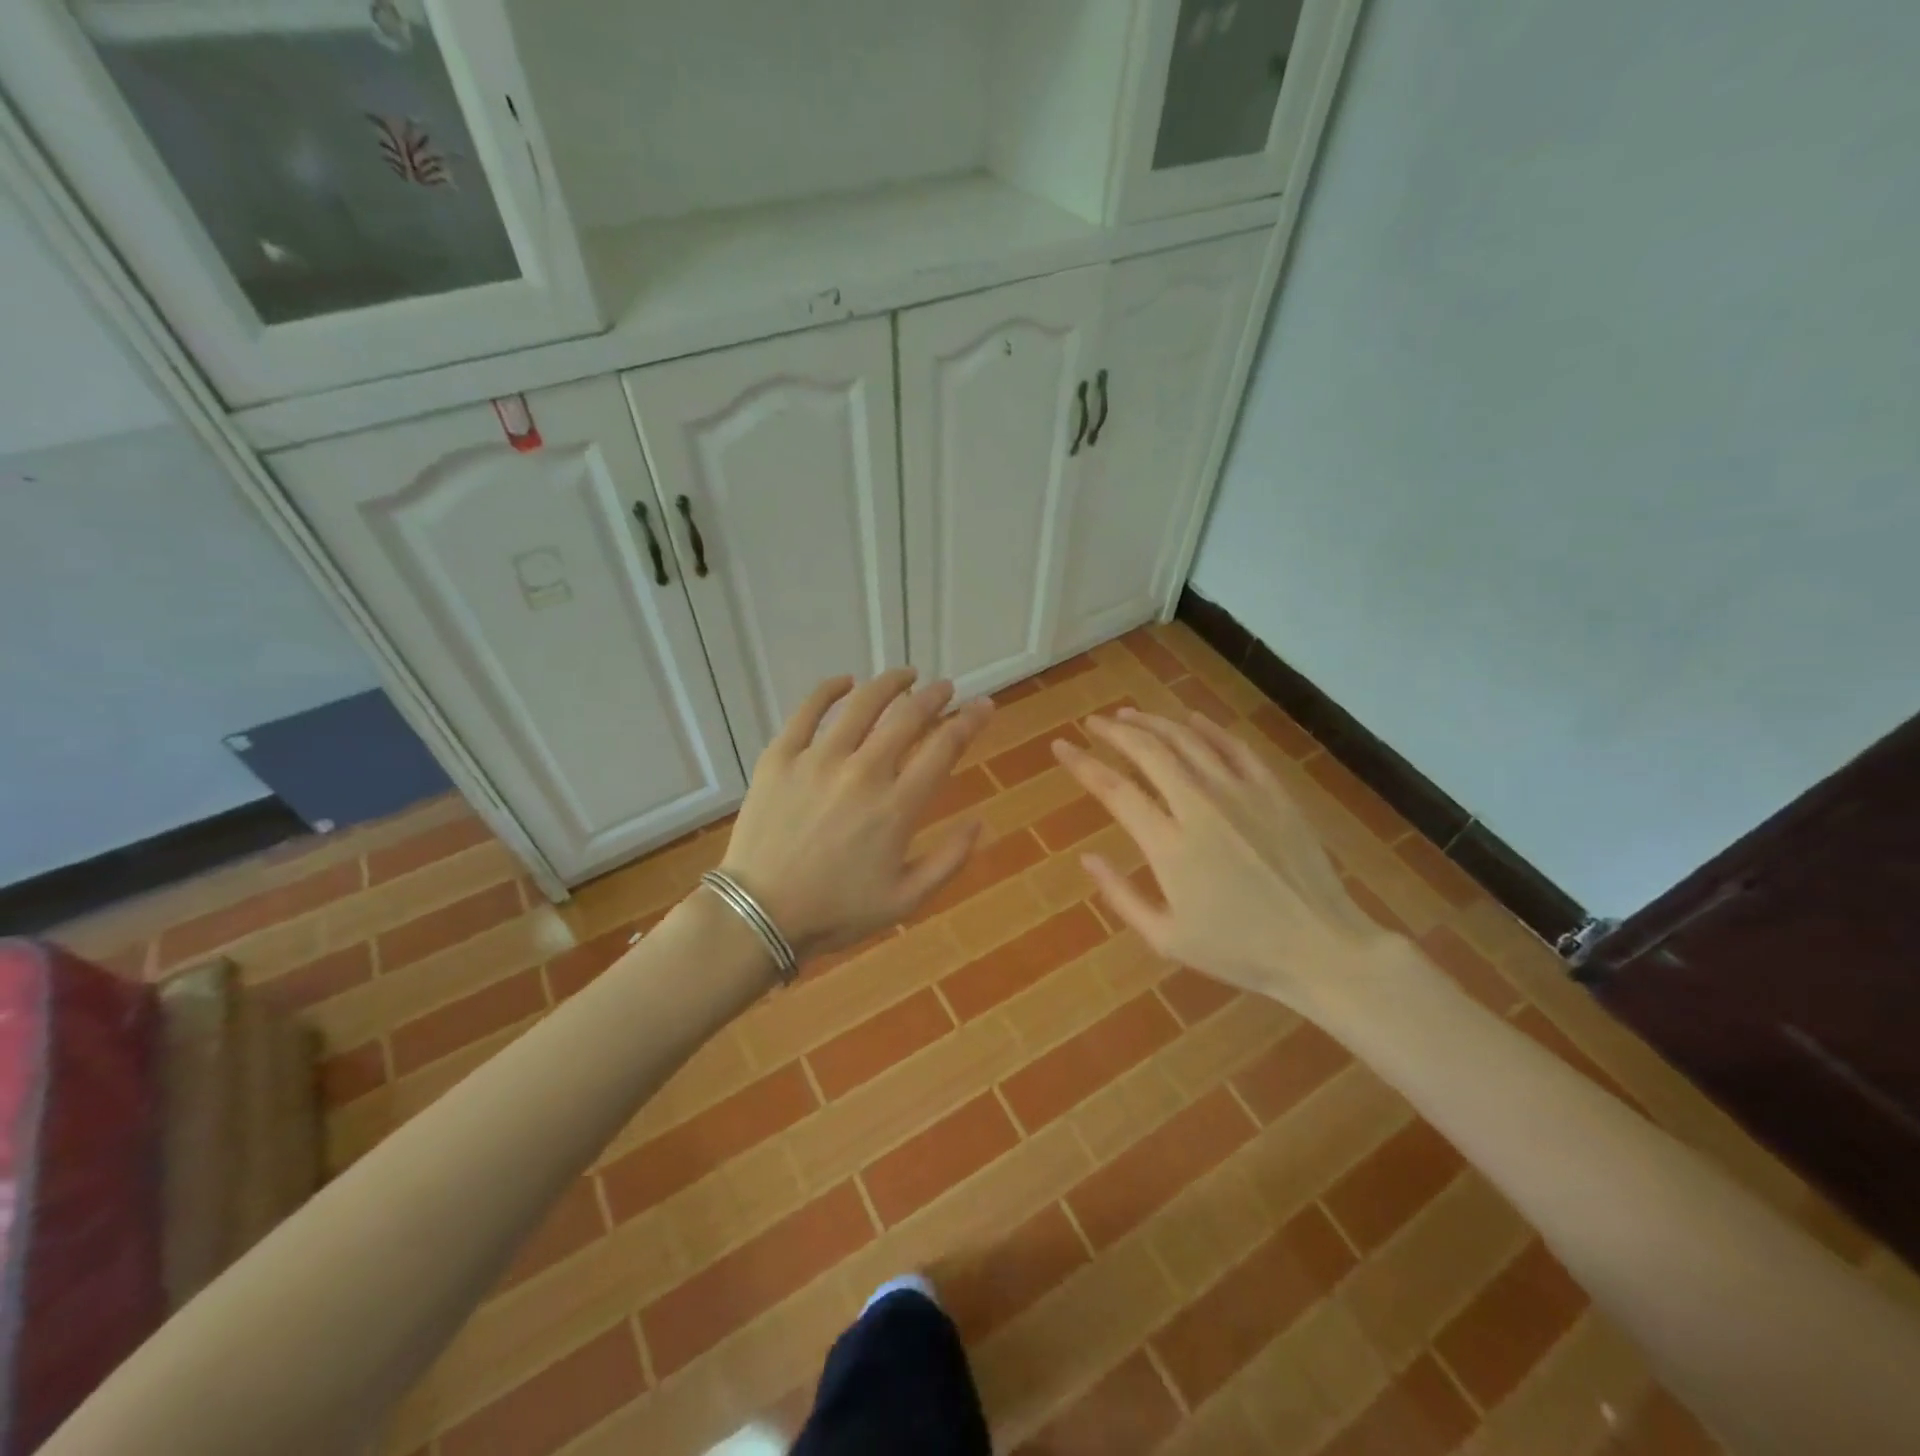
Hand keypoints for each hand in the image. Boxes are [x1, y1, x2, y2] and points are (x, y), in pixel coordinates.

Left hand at [720, 670, 993, 957]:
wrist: (758, 916)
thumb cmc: (836, 912)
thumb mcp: (906, 900)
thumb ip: (949, 860)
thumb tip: (980, 822)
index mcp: (896, 807)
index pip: (944, 748)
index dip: (969, 721)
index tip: (984, 706)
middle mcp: (863, 773)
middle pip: (907, 718)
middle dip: (934, 696)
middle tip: (945, 688)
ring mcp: (818, 760)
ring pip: (862, 704)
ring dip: (890, 684)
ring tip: (906, 675)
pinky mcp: (780, 757)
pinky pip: (807, 710)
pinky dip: (829, 689)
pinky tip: (845, 681)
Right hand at [1051, 707, 1400, 1014]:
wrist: (1321, 947)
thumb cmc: (1239, 951)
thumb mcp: (1167, 939)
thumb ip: (1121, 895)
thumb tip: (1087, 858)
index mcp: (1170, 846)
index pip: (1114, 789)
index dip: (1082, 763)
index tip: (1061, 746)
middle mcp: (1201, 807)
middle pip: (1149, 751)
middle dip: (1114, 732)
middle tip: (1093, 723)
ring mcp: (1241, 794)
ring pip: (1188, 740)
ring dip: (1153, 722)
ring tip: (1129, 715)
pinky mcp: (1273, 791)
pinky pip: (1234, 747)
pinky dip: (1207, 728)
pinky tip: (1189, 719)